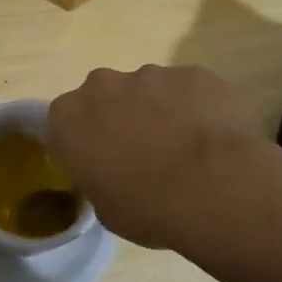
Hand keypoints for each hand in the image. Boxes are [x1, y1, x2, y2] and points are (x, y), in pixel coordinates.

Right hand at [48, 65, 272, 249]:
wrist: (216, 189)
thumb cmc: (147, 207)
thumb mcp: (105, 207)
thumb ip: (99, 176)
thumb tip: (113, 172)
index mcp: (70, 116)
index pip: (65, 121)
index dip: (84, 140)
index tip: (101, 161)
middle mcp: (103, 85)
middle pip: (106, 96)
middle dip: (121, 116)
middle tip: (143, 153)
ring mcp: (152, 74)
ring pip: (150, 90)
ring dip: (161, 111)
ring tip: (186, 149)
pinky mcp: (195, 74)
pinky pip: (189, 90)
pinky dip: (197, 108)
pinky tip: (215, 139)